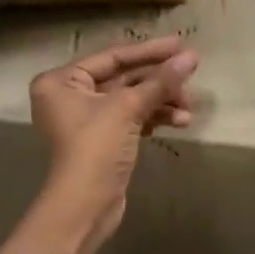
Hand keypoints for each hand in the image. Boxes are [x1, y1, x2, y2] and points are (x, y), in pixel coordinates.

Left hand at [27, 36, 198, 251]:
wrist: (84, 208)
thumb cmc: (96, 148)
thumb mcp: (128, 109)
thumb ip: (160, 81)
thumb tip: (192, 57)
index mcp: (62, 80)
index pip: (112, 57)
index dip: (149, 51)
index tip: (181, 44)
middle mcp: (69, 95)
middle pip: (123, 78)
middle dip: (159, 80)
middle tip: (191, 75)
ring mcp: (86, 119)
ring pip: (131, 99)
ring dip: (161, 101)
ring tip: (189, 108)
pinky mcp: (102, 140)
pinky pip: (131, 118)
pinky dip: (154, 118)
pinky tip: (180, 122)